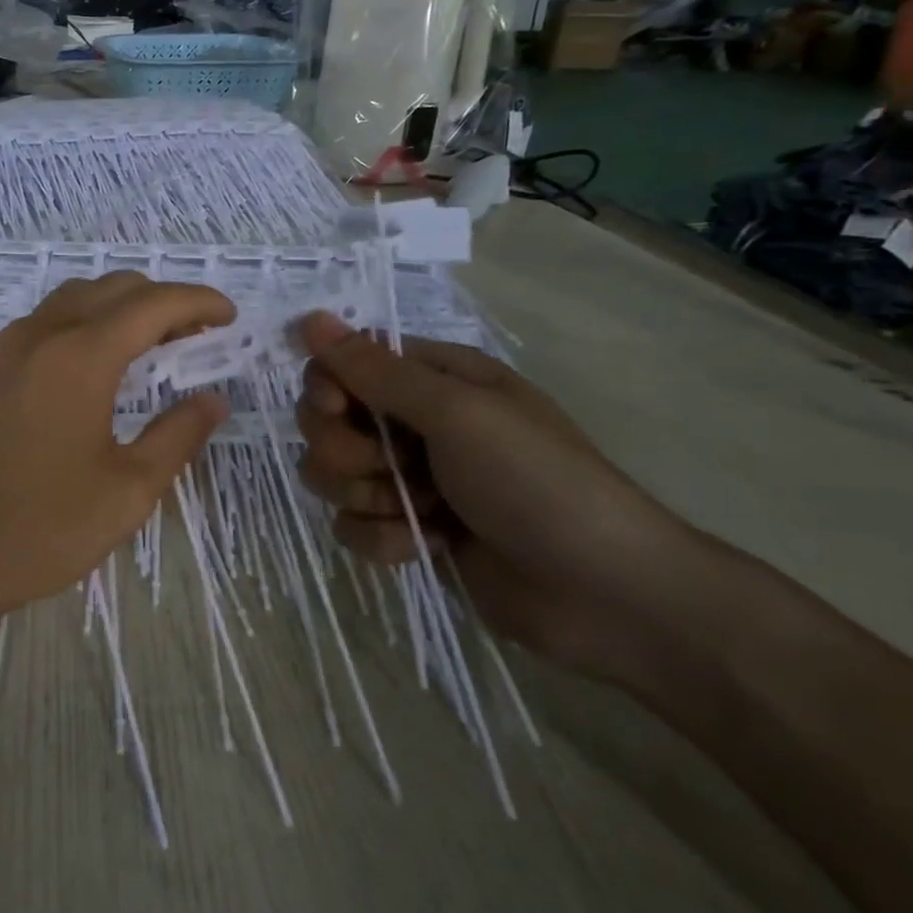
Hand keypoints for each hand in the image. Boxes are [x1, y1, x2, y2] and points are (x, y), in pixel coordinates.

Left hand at [0, 275, 233, 619]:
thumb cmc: (40, 527)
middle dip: (161, 301)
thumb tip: (212, 401)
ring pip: (71, 300)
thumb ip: (177, 436)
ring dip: (117, 308)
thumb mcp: (127, 490)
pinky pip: (42, 325)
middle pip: (111, 289)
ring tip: (149, 346)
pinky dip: (81, 325)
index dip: (197, 301)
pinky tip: (92, 369)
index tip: (229, 316)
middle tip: (195, 335)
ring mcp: (3, 352)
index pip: (152, 304)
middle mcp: (39, 336)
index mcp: (80, 356)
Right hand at [294, 312, 700, 680]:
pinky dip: (383, 539)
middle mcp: (416, 423)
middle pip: (328, 422)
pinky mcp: (408, 531)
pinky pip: (353, 526)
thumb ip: (375, 371)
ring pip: (333, 476)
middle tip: (389, 469)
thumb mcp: (457, 413)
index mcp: (435, 379)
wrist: (603, 594)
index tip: (335, 409)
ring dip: (366, 497)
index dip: (326, 386)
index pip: (344, 364)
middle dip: (346, 450)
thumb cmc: (535, 482)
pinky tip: (426, 546)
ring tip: (419, 512)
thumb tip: (309, 318)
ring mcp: (411, 480)